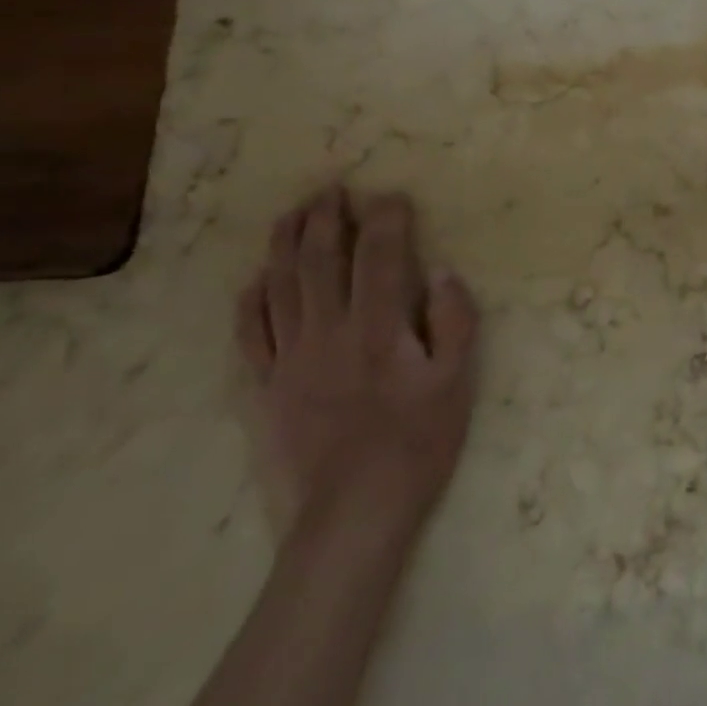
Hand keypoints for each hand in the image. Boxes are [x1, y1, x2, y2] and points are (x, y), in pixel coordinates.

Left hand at [236, 186, 479, 539]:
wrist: (351, 518)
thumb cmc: (416, 444)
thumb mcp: (457, 382)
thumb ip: (454, 321)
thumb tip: (440, 272)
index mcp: (377, 327)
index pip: (379, 256)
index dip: (385, 219)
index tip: (390, 195)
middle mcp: (327, 332)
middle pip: (319, 262)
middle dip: (325, 219)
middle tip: (330, 188)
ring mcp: (288, 361)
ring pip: (280, 289)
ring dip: (284, 245)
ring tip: (290, 214)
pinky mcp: (264, 391)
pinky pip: (249, 337)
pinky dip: (250, 302)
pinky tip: (254, 282)